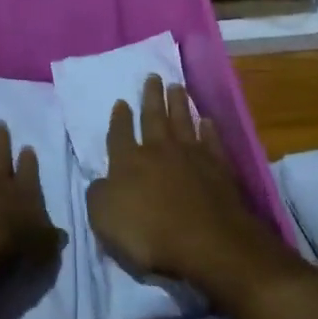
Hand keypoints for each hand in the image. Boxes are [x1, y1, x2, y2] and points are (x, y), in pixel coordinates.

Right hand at [87, 76, 291, 296]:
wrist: (207, 242)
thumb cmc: (149, 234)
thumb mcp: (104, 219)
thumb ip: (99, 195)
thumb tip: (100, 181)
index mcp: (128, 161)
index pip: (120, 134)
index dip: (119, 118)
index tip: (121, 102)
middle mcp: (159, 150)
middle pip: (153, 117)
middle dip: (151, 97)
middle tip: (153, 77)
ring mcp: (191, 156)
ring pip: (182, 121)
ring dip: (178, 103)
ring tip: (176, 86)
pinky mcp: (218, 168)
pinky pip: (211, 142)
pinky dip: (209, 130)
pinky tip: (207, 121)